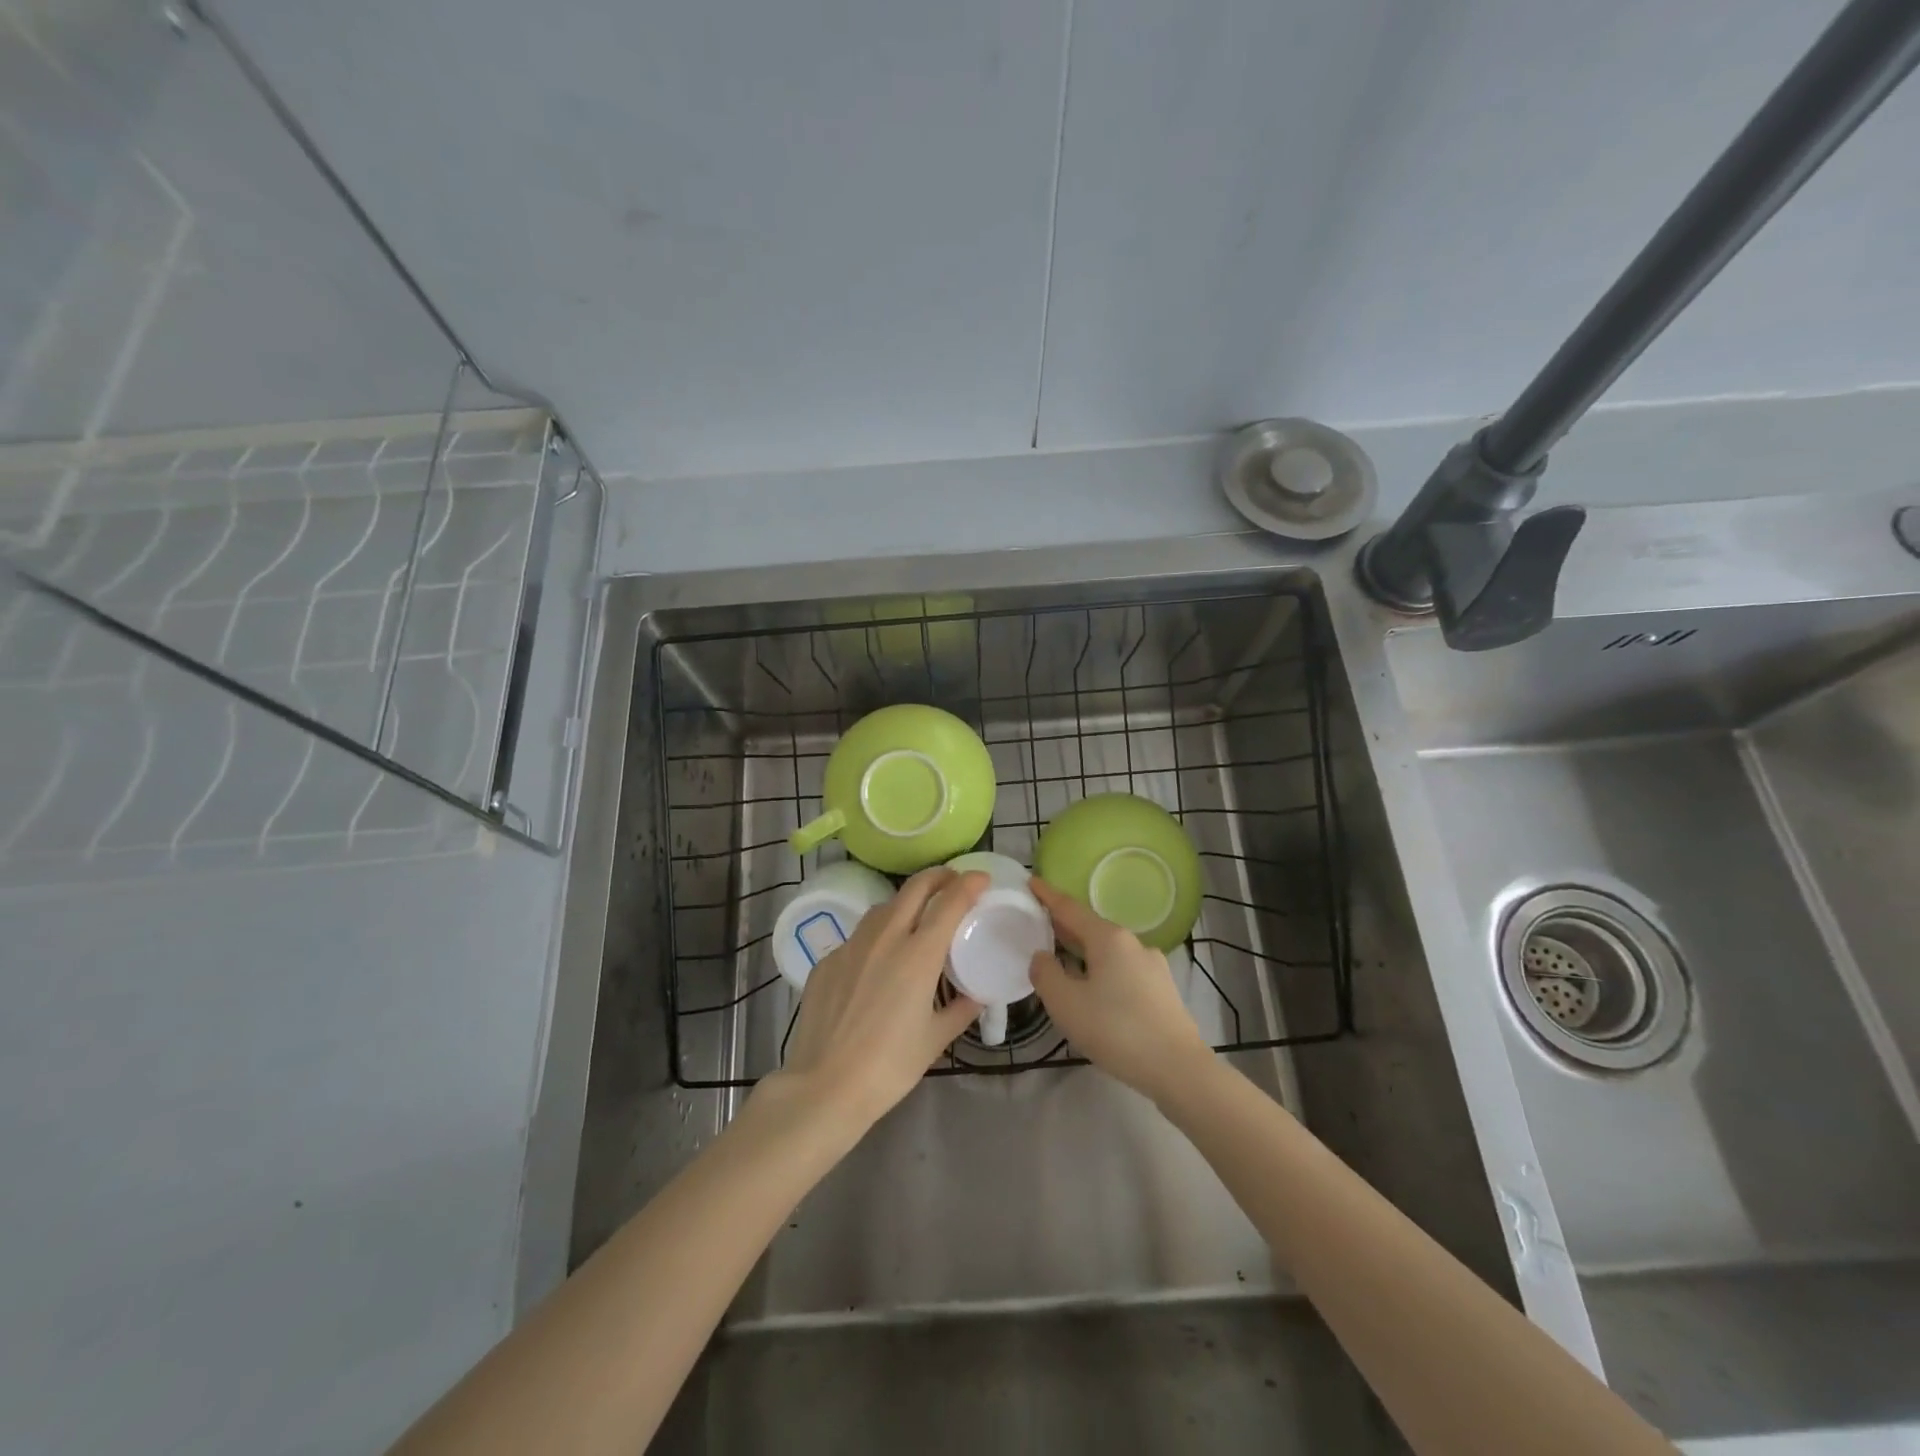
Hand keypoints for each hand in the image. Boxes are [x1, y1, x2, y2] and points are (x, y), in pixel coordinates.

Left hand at [766, 867, 985, 1132]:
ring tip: (917, 917)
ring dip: (906, 902)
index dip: (969, 884)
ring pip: (883, 907)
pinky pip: (858, 937)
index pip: (949, 902)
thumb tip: (976, 995)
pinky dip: (876, 936)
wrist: (824, 1086)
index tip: (981, 879)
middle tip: (953, 882)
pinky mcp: (827, 960)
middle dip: (938, 877)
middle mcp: (885, 938)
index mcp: (918, 955)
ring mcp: (851, 946)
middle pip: (915, 888)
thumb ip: (960, 1010)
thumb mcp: (935, 1039)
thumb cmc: (889, 1066)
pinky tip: (878, 960)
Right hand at [1028, 877, 1211, 1101]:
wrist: (1178, 1068)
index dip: (1047, 895)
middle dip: (1064, 925)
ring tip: (1062, 961)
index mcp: (1108, 938)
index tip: (1030, 881)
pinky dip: (1101, 969)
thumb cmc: (1116, 1030)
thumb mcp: (1066, 1004)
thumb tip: (1042, 956)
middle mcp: (1132, 943)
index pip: (1070, 908)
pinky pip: (1122, 969)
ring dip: (1083, 951)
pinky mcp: (1162, 989)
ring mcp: (1152, 965)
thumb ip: (1046, 974)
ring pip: (1108, 950)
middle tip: (1038, 924)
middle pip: (1090, 927)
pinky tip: (1094, 990)